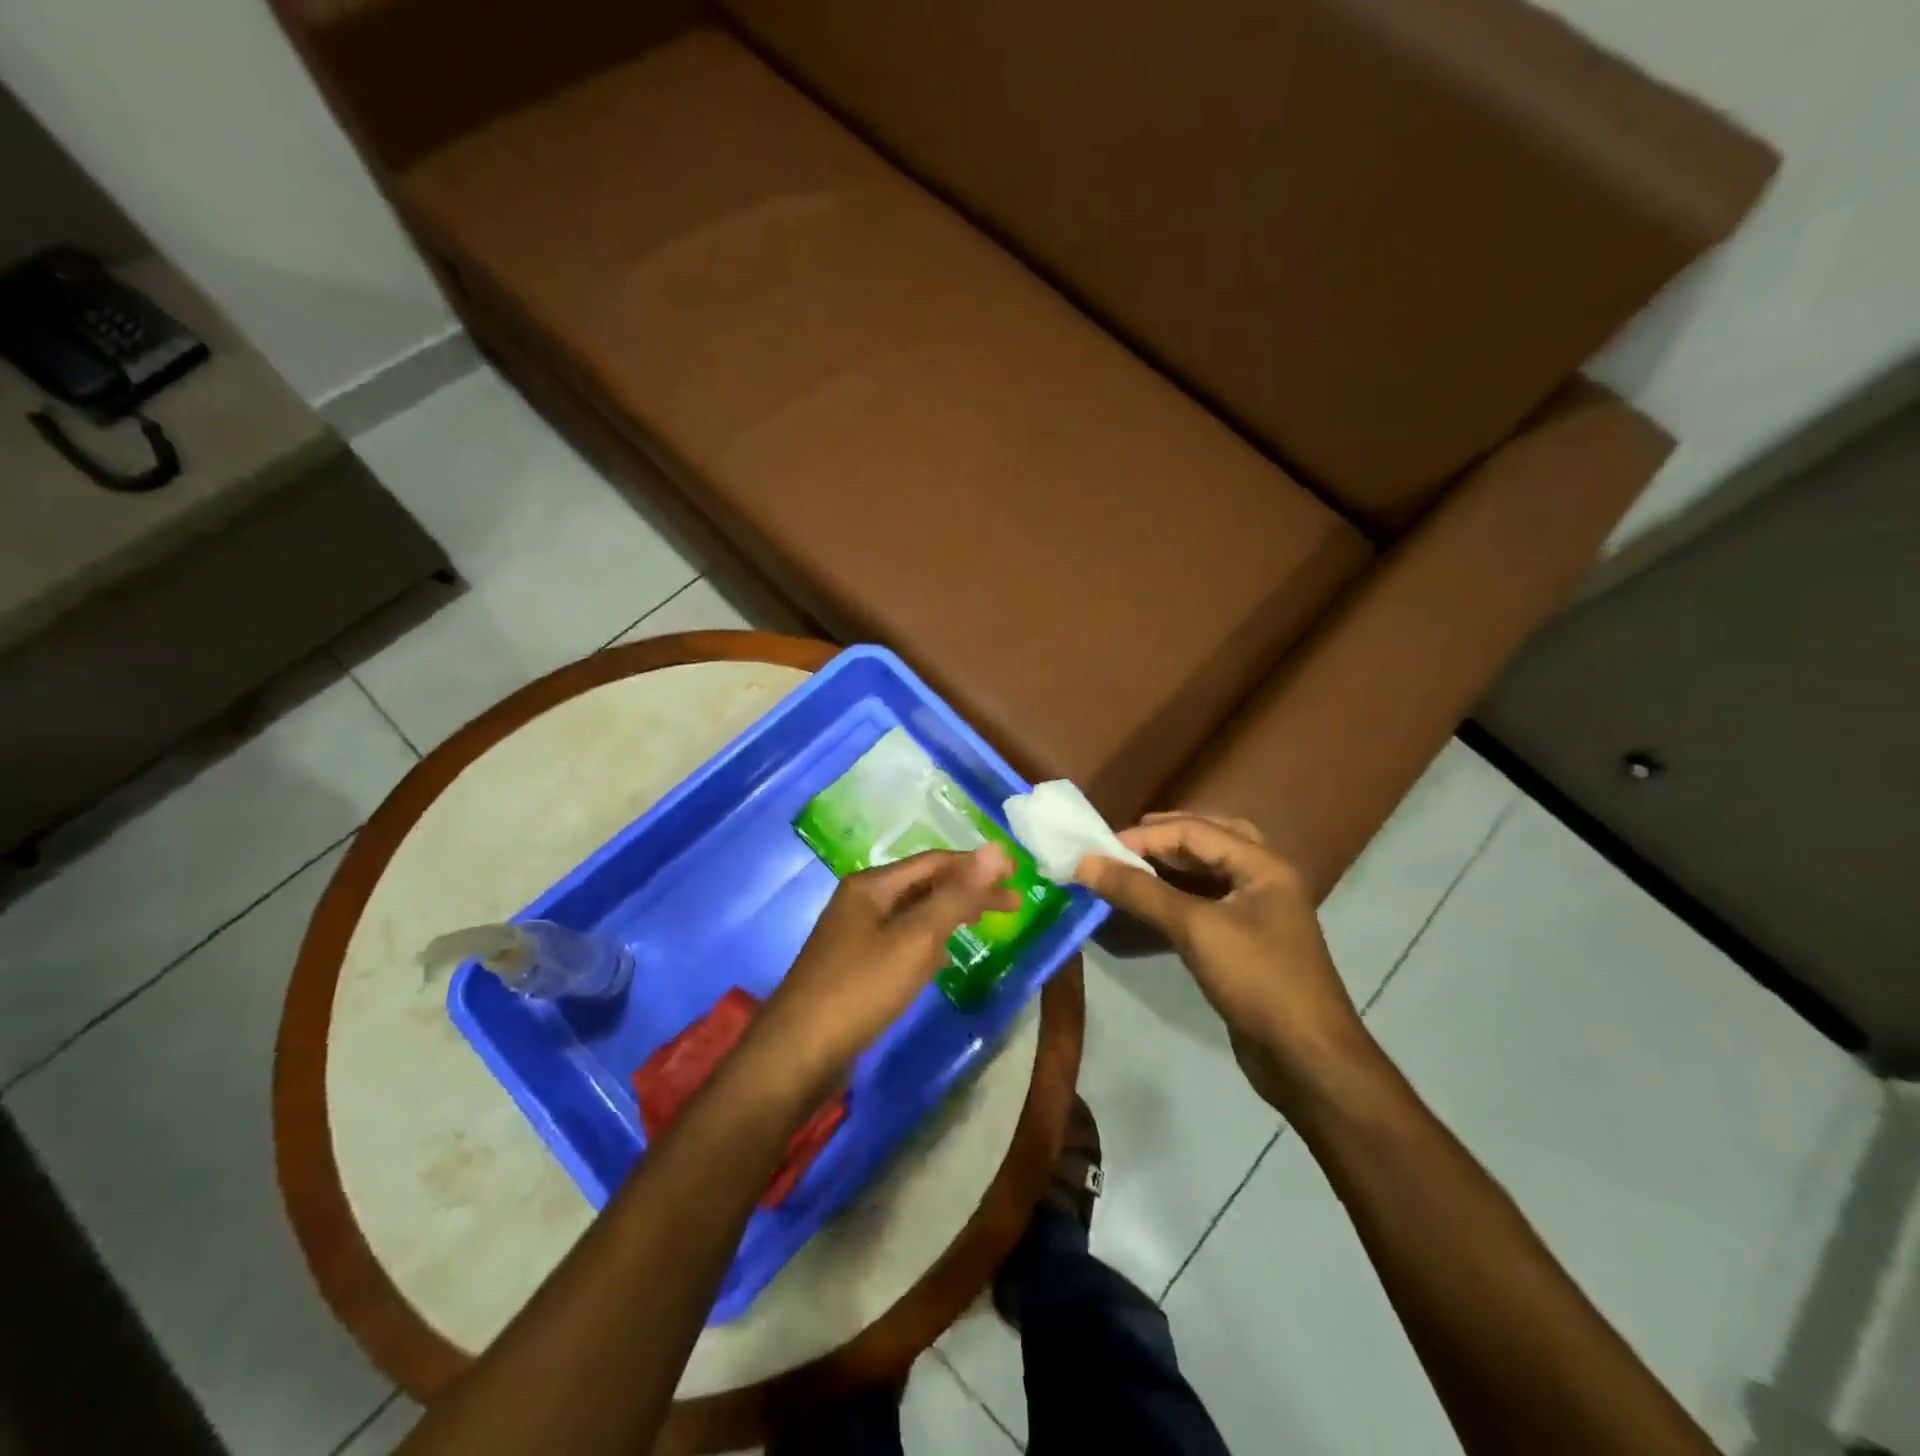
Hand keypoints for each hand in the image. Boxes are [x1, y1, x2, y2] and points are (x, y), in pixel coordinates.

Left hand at [756, 846, 1018, 1093]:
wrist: (797, 1053)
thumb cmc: (860, 989)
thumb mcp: (915, 939)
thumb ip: (957, 895)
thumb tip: (996, 849)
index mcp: (871, 886)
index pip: (934, 862)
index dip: (976, 865)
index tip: (1017, 876)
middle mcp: (860, 902)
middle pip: (924, 886)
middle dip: (968, 891)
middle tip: (1013, 904)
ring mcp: (854, 935)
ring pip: (912, 915)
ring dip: (949, 915)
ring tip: (982, 922)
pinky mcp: (853, 966)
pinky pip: (900, 942)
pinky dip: (928, 943)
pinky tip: (942, 959)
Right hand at [1074, 813, 1374, 1111]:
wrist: (1307, 1059)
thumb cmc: (1257, 981)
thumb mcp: (1195, 929)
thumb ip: (1140, 892)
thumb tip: (1086, 863)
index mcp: (1262, 865)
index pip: (1195, 830)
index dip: (1145, 836)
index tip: (1100, 850)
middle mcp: (1263, 880)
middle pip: (1209, 840)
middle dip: (1163, 838)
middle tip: (1120, 845)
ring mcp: (1257, 913)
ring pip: (1208, 873)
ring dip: (1169, 867)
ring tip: (1129, 869)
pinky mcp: (1246, 943)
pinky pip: (1206, 904)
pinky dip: (1175, 898)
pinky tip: (1149, 907)